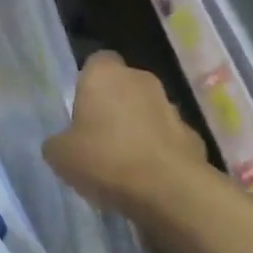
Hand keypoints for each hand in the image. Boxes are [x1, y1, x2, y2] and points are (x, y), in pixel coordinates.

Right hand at [44, 52, 211, 225]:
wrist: (170, 191)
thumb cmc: (105, 159)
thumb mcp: (59, 154)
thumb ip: (58, 140)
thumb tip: (64, 142)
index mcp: (104, 75)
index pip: (96, 61)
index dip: (87, 82)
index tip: (80, 108)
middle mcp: (140, 80)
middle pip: (123, 86)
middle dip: (113, 105)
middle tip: (96, 136)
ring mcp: (172, 107)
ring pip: (147, 111)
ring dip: (137, 127)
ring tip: (122, 161)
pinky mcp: (193, 135)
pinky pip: (167, 138)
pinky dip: (158, 151)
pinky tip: (147, 176)